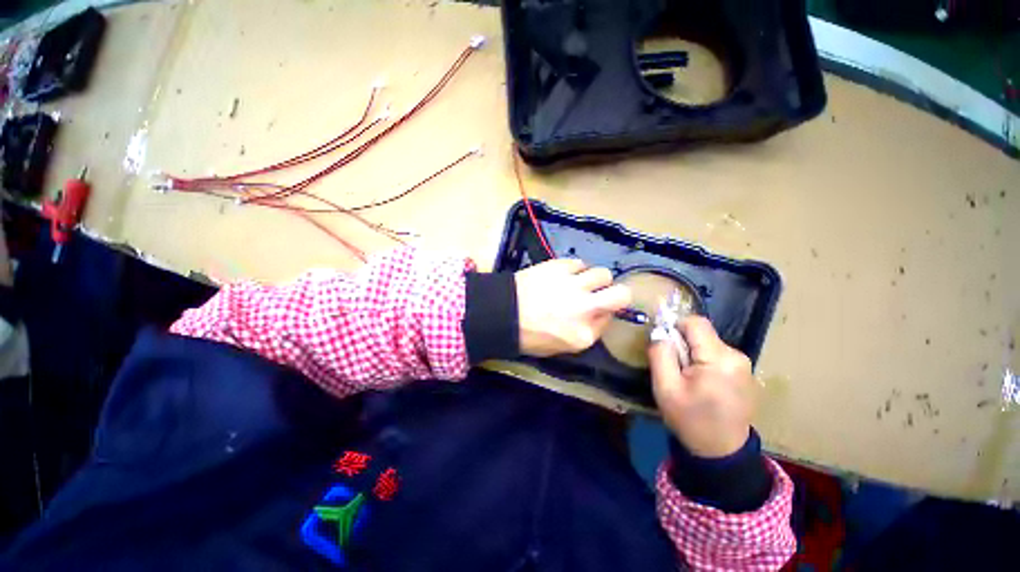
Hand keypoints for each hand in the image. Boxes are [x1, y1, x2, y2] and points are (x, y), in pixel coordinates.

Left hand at [515, 258, 631, 356]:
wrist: (501, 313)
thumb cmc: (528, 335)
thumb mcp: (560, 347)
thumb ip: (585, 332)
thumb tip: (599, 314)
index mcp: (584, 335)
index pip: (610, 319)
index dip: (603, 313)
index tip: (593, 311)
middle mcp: (585, 308)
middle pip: (622, 294)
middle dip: (616, 293)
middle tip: (600, 293)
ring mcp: (573, 285)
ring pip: (603, 273)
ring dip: (593, 278)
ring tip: (579, 281)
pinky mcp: (559, 267)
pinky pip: (579, 263)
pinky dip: (575, 268)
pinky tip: (563, 274)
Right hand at [649, 316, 754, 457]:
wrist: (721, 452)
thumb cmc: (690, 420)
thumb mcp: (665, 388)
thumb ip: (660, 354)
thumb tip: (660, 332)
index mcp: (719, 359)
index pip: (695, 322)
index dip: (675, 327)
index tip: (665, 346)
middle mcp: (737, 356)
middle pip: (702, 333)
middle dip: (683, 345)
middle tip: (675, 369)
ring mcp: (744, 365)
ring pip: (708, 343)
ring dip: (693, 354)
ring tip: (688, 380)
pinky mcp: (744, 372)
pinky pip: (717, 355)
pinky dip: (704, 362)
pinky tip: (701, 384)